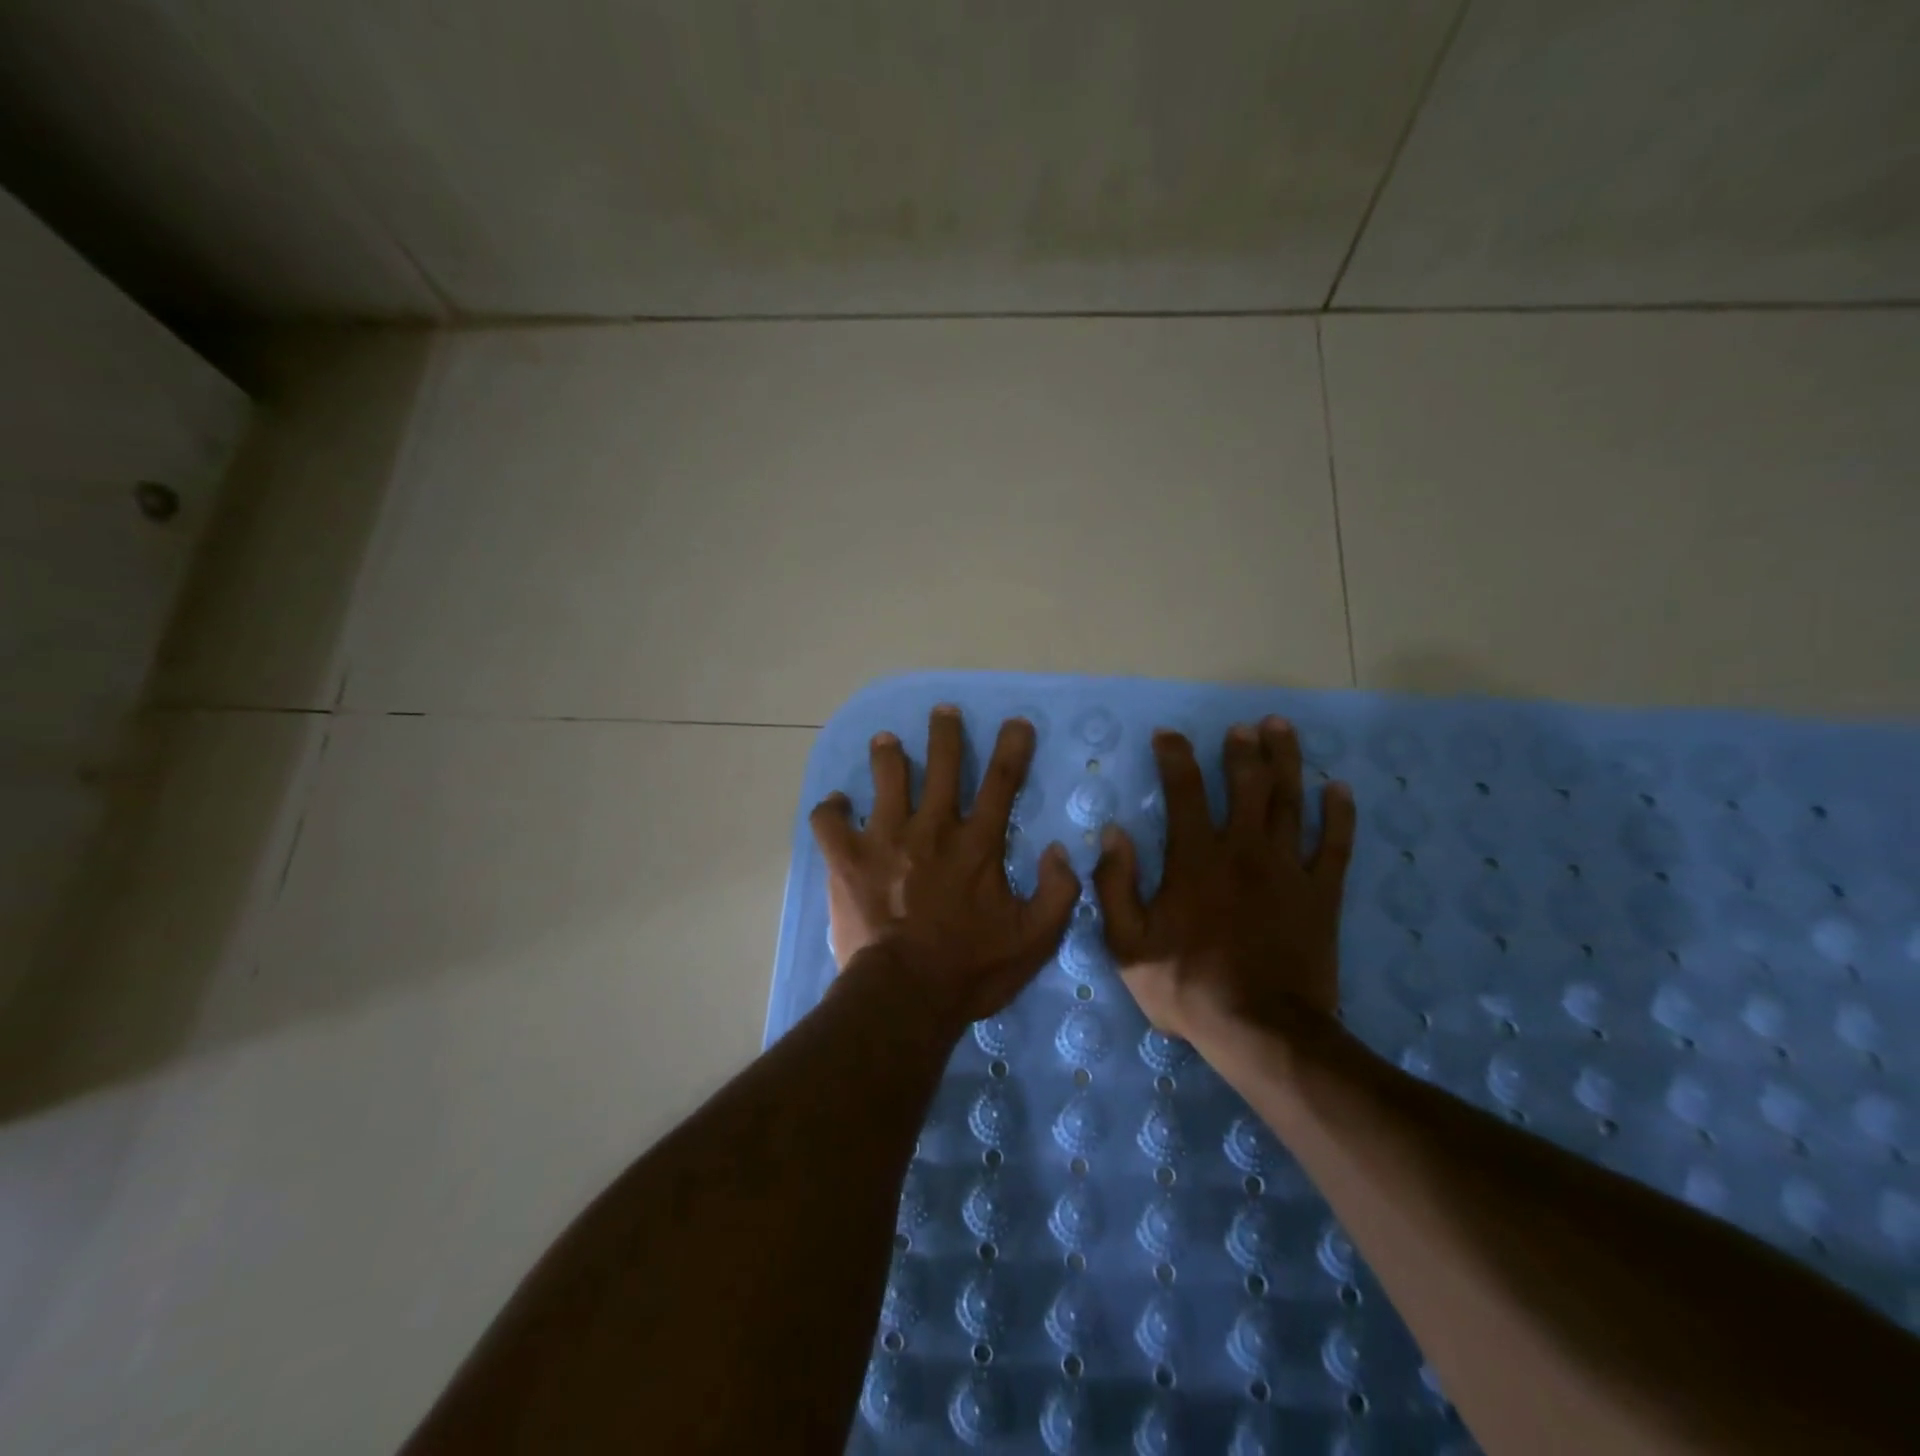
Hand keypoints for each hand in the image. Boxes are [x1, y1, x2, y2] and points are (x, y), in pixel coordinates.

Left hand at [809, 706, 1080, 1025]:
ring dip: (888, 754)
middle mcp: (932, 828)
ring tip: (887, 741)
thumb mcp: (1035, 938)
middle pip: (941, 764)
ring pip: (886, 777)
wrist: (906, 996)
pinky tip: (837, 804)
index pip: (1001, 781)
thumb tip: (1062, 851)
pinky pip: (830, 821)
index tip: (1015, 723)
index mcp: (977, 843)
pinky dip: (832, 809)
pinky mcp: (847, 859)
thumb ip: (1058, 892)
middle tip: (943, 712)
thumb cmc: (971, 968)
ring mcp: (885, 838)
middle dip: (945, 732)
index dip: (1012, 747)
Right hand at [1093, 717, 1355, 1044]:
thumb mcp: (1128, 943)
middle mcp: (1242, 850)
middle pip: (1246, 785)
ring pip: (1289, 801)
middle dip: (1242, 750)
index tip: (1169, 735)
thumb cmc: (1187, 986)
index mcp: (1195, 858)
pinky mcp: (1320, 894)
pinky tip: (1339, 788)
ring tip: (1281, 729)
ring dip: (1286, 761)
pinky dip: (1338, 814)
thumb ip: (1116, 884)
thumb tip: (1113, 832)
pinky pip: (1334, 844)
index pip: (1183, 791)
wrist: (1262, 1031)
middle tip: (1242, 726)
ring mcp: (1287, 869)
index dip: (1175, 757)